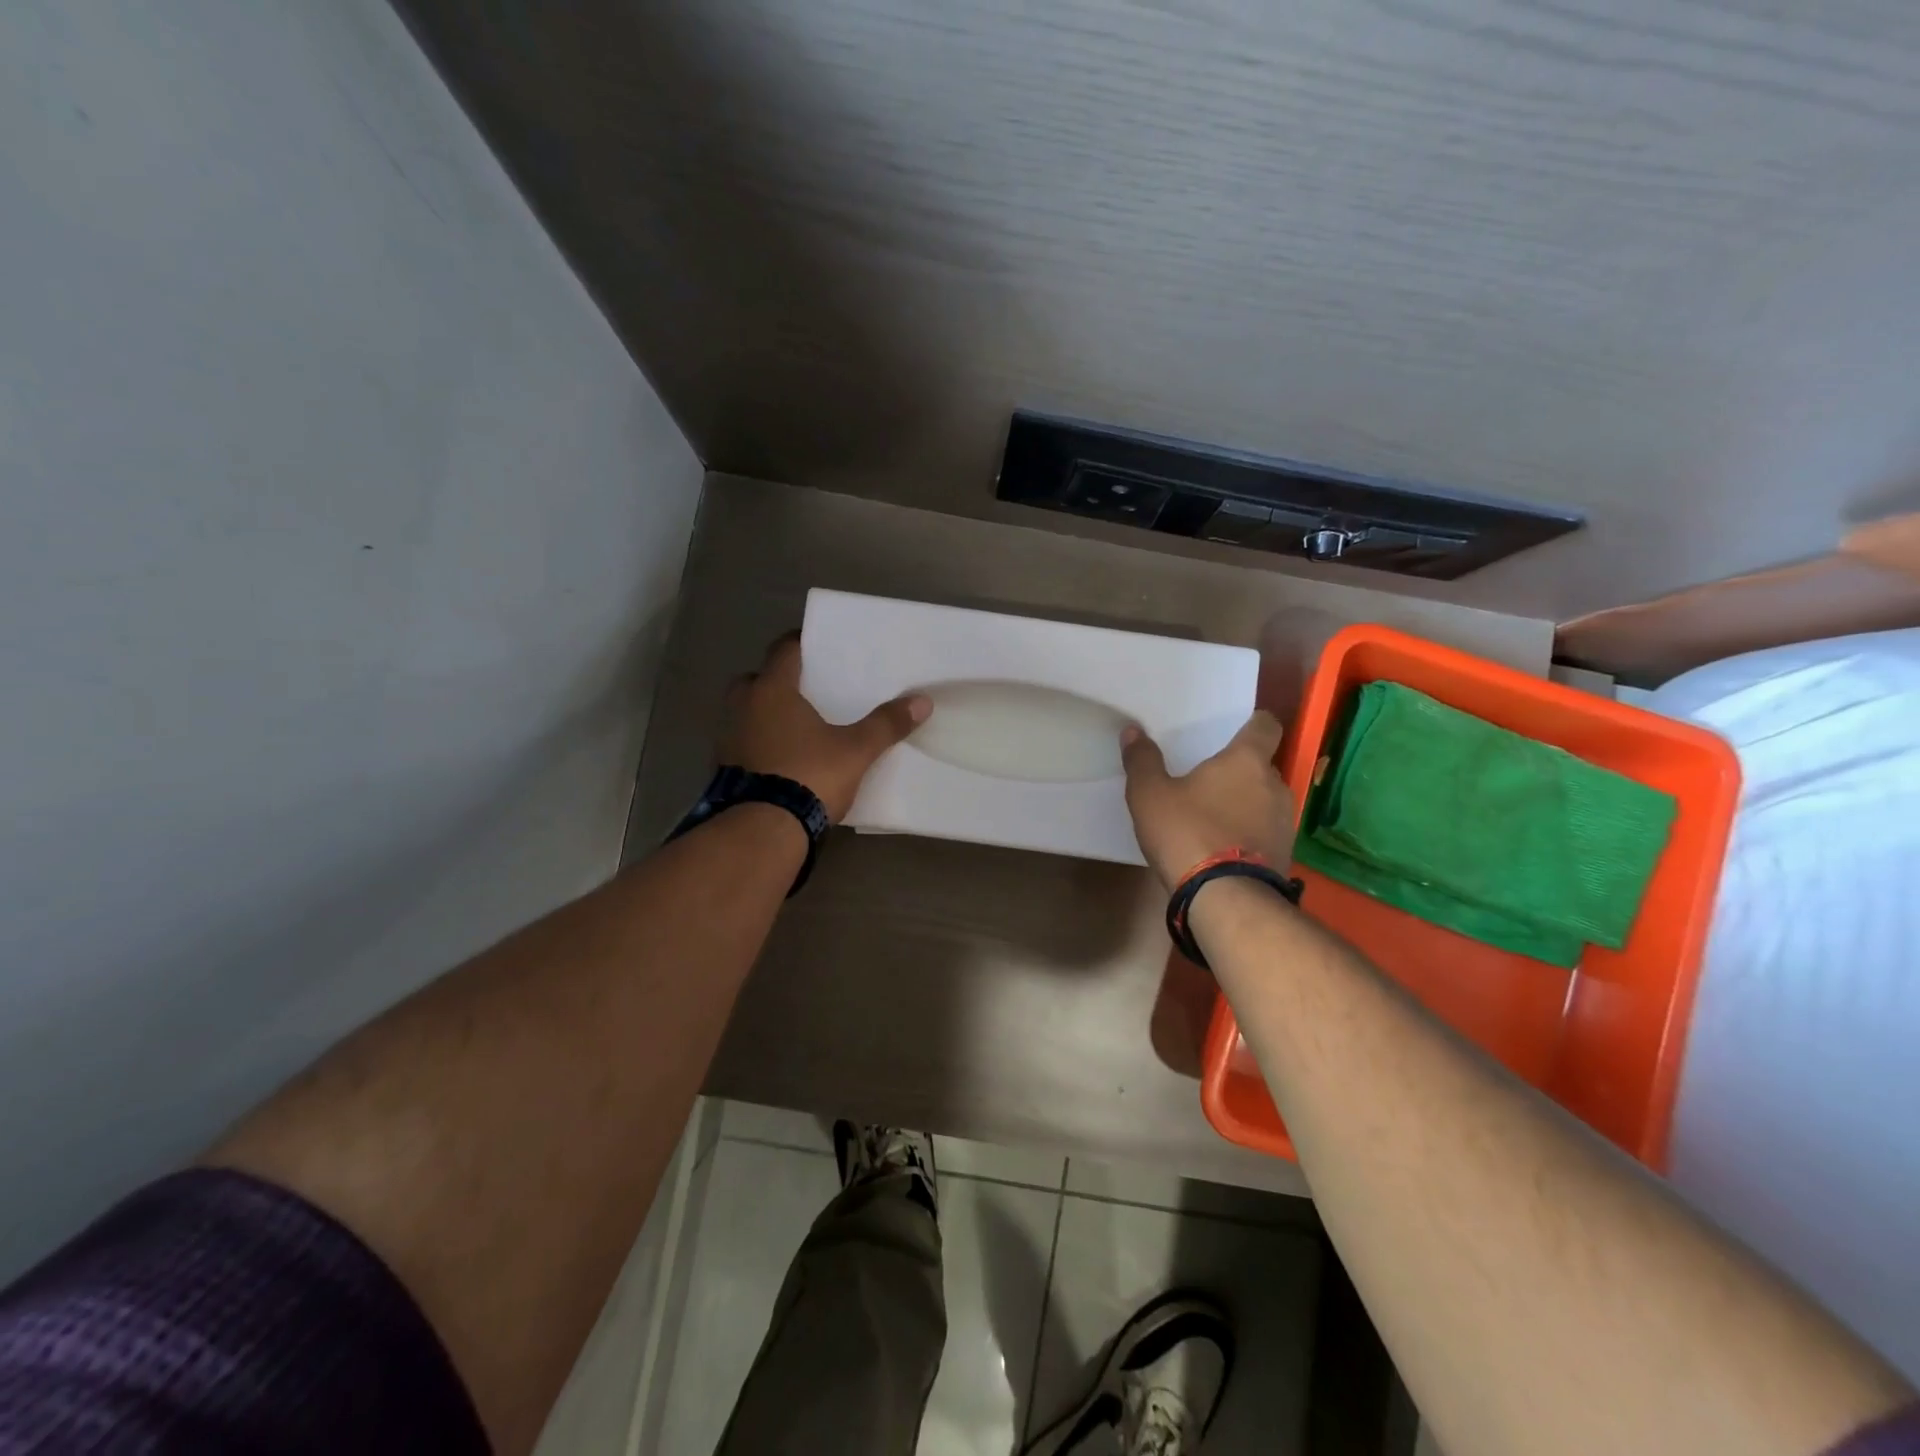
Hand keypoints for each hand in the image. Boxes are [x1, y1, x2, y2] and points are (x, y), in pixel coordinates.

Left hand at [719, 634, 931, 821]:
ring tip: (796, 726)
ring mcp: (728, 738)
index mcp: (772, 690)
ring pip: (745, 713)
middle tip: (805, 690)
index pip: (784, 650)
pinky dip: (758, 744)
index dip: (801, 642)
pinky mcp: (724, 768)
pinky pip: (743, 743)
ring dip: (764, 714)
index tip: (818, 645)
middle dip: (777, 681)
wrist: (763, 830)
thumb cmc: (809, 775)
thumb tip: (922, 701)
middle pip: (756, 679)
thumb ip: (886, 724)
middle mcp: (742, 706)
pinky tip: (781, 758)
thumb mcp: (856, 751)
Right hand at [1121, 711, 1295, 888]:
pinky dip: (1249, 834)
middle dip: (1241, 771)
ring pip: (1266, 801)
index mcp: (1247, 761)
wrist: (1226, 899)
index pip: (1267, 725)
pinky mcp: (1285, 855)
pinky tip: (1223, 848)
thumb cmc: (1188, 832)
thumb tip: (1133, 731)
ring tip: (1214, 818)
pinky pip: (1266, 832)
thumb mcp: (1150, 795)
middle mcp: (1275, 785)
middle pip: (1263, 766)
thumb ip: (1142, 761)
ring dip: (1246, 805)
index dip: (1254, 723)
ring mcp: (1285, 823)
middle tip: (1209, 781)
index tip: (1238, 728)